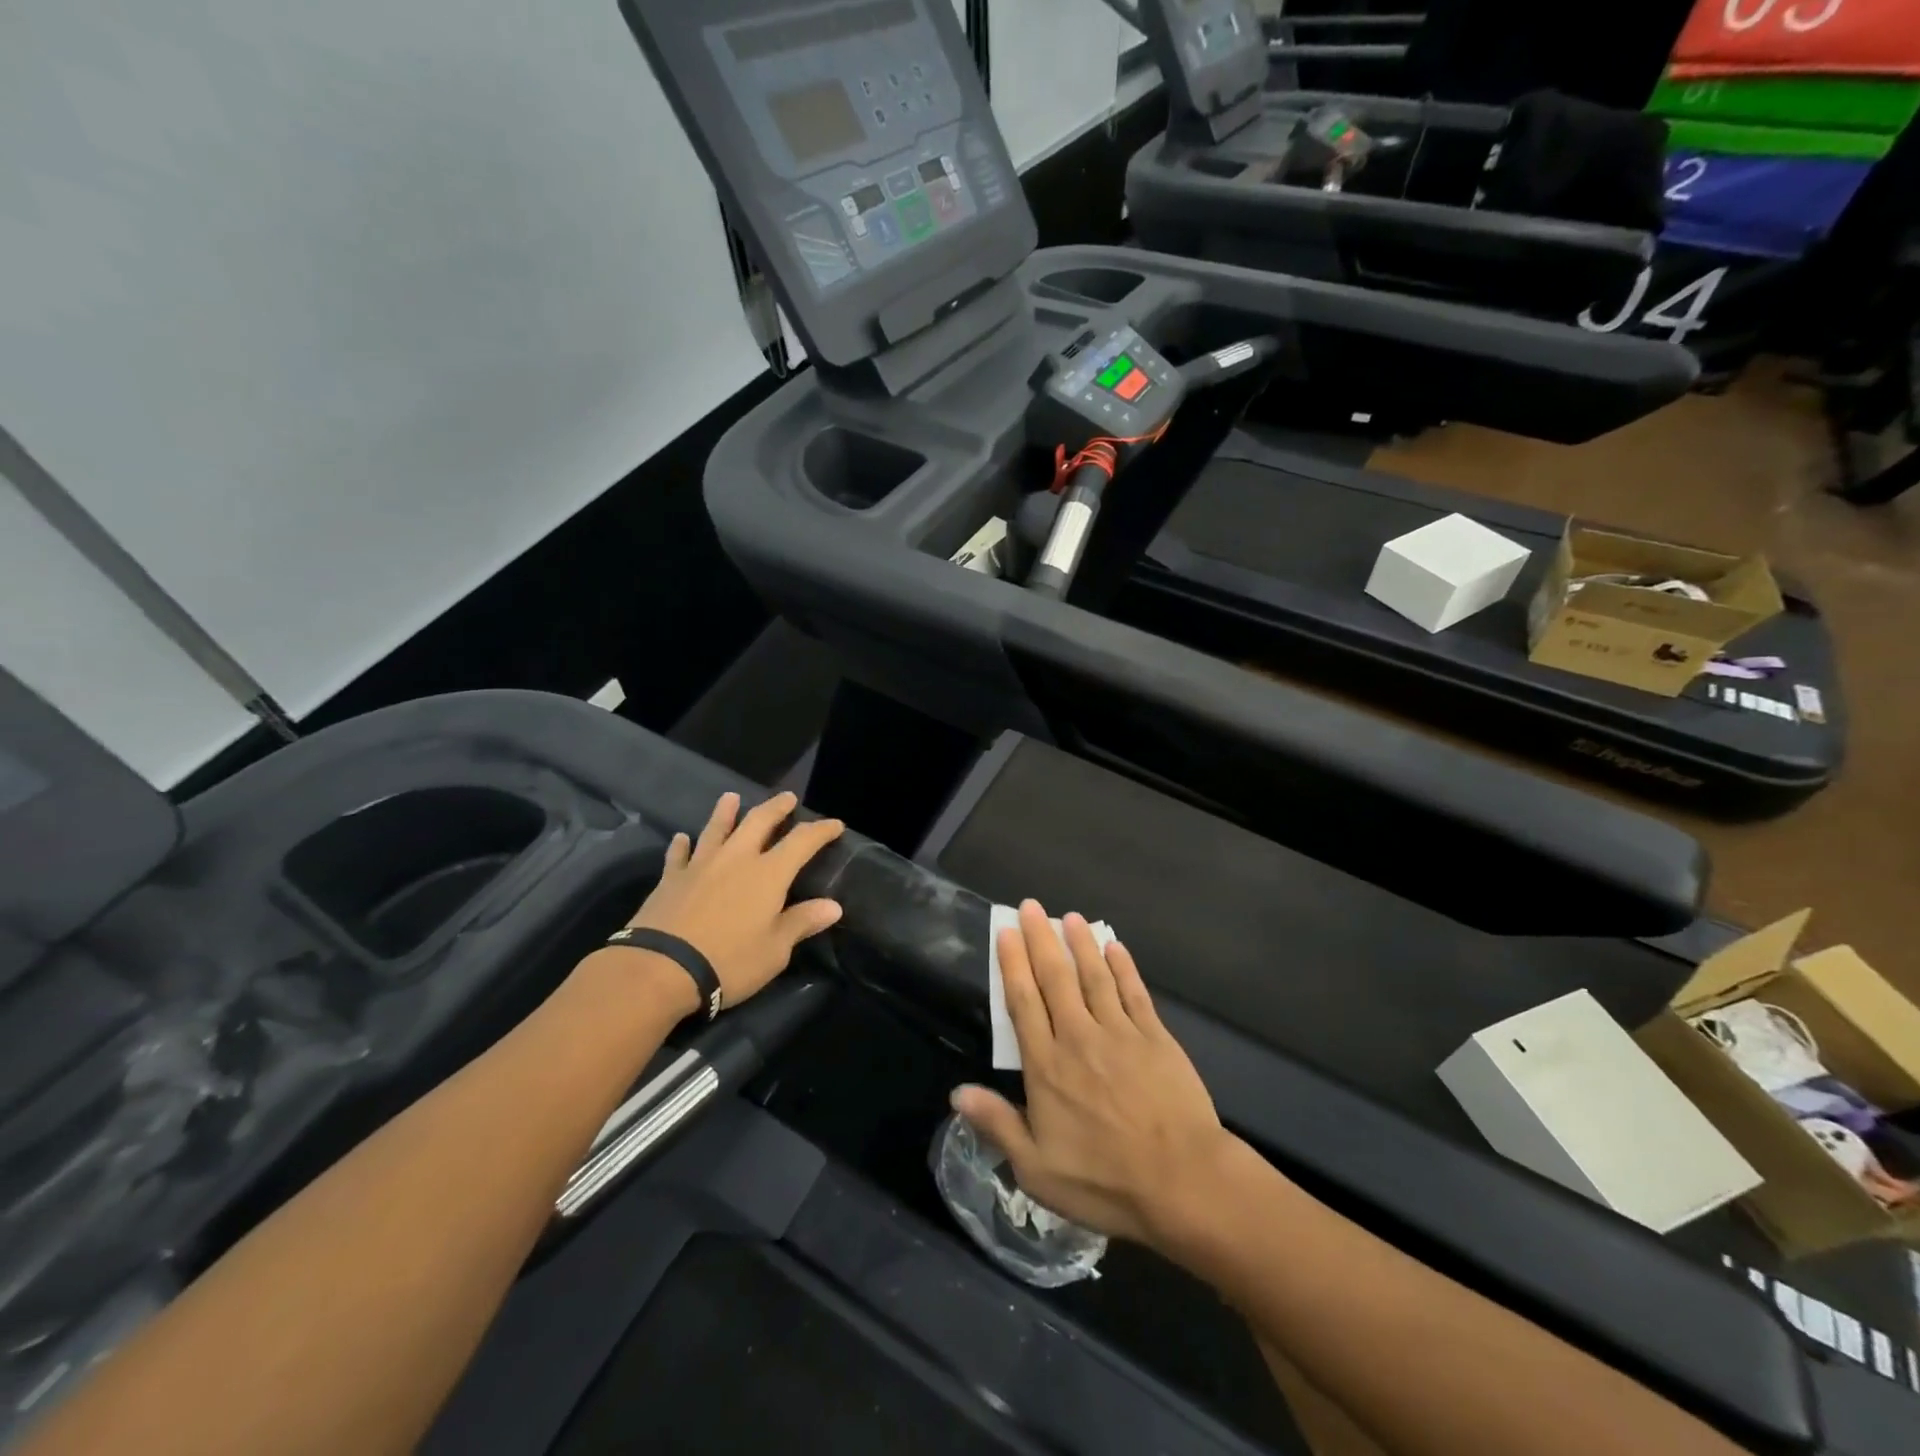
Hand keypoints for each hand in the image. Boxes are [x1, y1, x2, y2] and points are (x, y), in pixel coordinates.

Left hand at [621, 791, 844, 1011]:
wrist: (661, 968)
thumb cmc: (729, 960)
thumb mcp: (775, 950)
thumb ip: (802, 922)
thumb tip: (833, 906)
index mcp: (768, 874)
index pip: (802, 842)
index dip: (821, 830)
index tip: (835, 825)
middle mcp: (736, 859)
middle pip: (759, 822)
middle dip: (776, 807)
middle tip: (787, 798)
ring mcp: (701, 865)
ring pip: (716, 829)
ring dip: (726, 812)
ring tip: (731, 797)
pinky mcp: (671, 879)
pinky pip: (679, 854)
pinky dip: (681, 845)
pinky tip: (681, 838)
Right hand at [952, 901, 1234, 1248]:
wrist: (1183, 1183)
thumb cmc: (1105, 1182)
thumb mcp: (1037, 1170)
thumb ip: (998, 1125)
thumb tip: (957, 1092)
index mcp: (1047, 1066)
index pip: (1023, 1002)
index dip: (1013, 964)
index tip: (1007, 932)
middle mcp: (1079, 1037)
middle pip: (1055, 978)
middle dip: (1041, 939)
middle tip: (1031, 906)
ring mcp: (1120, 1033)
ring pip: (1094, 976)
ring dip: (1080, 944)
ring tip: (1069, 916)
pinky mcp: (1156, 1037)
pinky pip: (1134, 992)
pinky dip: (1123, 967)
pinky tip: (1115, 947)